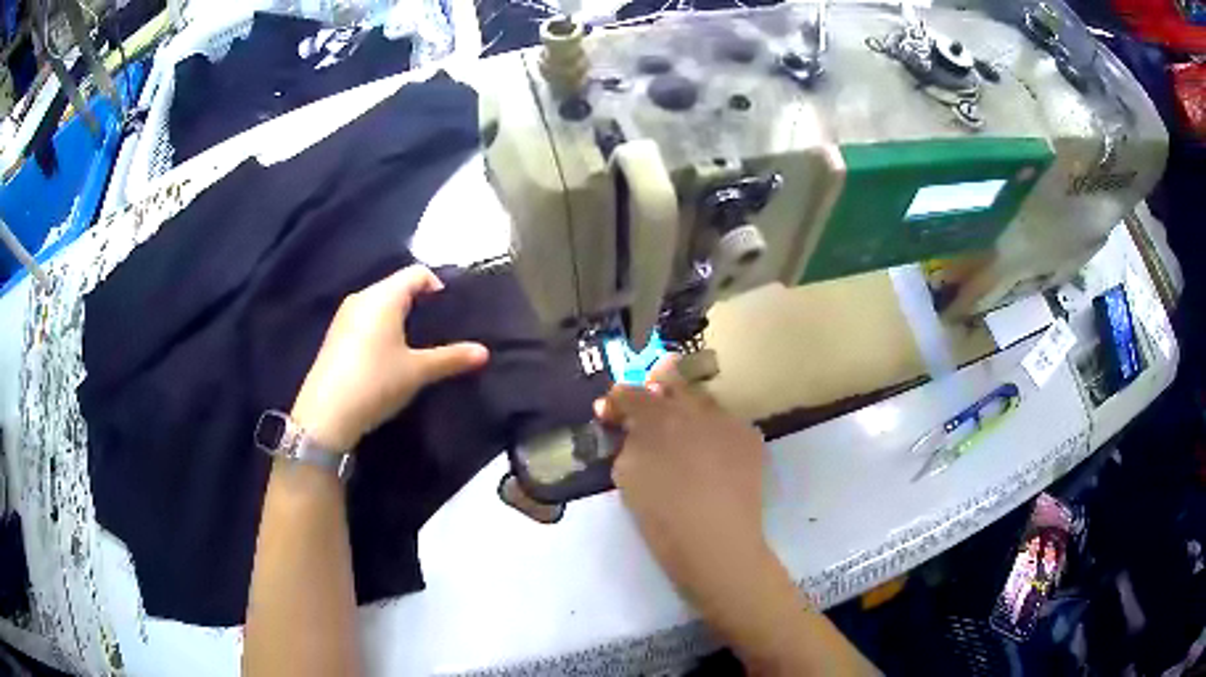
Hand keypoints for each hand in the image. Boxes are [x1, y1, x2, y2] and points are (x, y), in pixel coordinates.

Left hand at [291, 265, 488, 450]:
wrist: (326, 414)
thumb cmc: (375, 382)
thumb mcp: (417, 371)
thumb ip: (451, 358)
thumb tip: (484, 352)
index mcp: (383, 296)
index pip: (417, 274)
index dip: (438, 287)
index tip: (451, 314)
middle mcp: (362, 297)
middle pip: (397, 287)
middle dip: (420, 304)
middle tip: (438, 331)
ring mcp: (345, 316)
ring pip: (380, 304)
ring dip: (399, 318)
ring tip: (415, 346)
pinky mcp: (335, 336)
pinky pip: (365, 320)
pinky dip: (381, 329)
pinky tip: (387, 357)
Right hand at [596, 358, 770, 605]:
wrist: (715, 541)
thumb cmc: (661, 515)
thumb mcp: (627, 476)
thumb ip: (627, 443)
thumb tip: (630, 429)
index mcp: (657, 417)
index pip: (631, 394)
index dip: (617, 401)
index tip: (608, 413)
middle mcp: (695, 408)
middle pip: (671, 386)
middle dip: (655, 395)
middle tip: (647, 417)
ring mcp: (727, 420)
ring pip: (703, 402)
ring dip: (687, 412)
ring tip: (683, 438)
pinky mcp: (749, 437)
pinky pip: (725, 424)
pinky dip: (713, 433)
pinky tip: (711, 457)